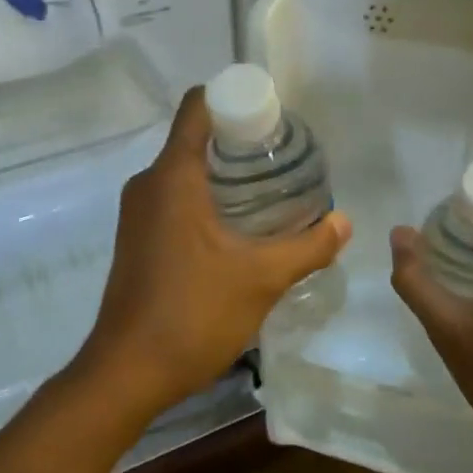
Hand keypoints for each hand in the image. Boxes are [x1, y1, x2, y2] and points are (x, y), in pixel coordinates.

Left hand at [82, 87, 351, 416]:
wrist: (128, 372)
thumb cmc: (193, 314)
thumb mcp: (261, 278)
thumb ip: (308, 246)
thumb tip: (344, 222)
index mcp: (172, 176)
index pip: (198, 107)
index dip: (236, 100)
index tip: (273, 117)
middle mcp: (147, 184)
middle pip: (195, 138)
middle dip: (240, 142)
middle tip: (284, 159)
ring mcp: (137, 213)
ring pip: (185, 172)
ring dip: (224, 175)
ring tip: (270, 192)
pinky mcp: (136, 239)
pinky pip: (174, 199)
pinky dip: (205, 199)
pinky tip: (238, 228)